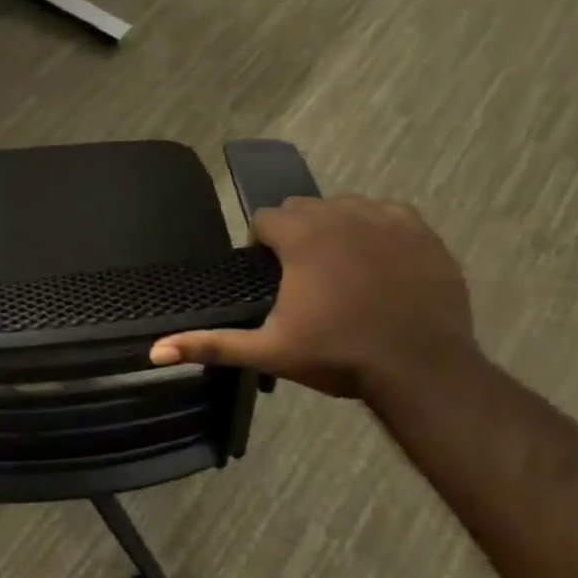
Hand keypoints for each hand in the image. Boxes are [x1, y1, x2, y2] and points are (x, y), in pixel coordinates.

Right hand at [150, 196, 475, 398]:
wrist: (423, 370)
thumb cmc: (339, 356)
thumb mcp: (269, 352)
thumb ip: (211, 344)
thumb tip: (154, 351)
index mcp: (302, 237)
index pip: (265, 219)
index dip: (262, 246)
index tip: (272, 277)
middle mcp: (341, 214)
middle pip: (303, 208)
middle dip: (296, 234)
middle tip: (303, 278)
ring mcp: (386, 219)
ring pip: (345, 206)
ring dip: (334, 228)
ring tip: (341, 270)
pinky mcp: (421, 231)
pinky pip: (387, 213)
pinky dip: (376, 229)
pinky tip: (378, 262)